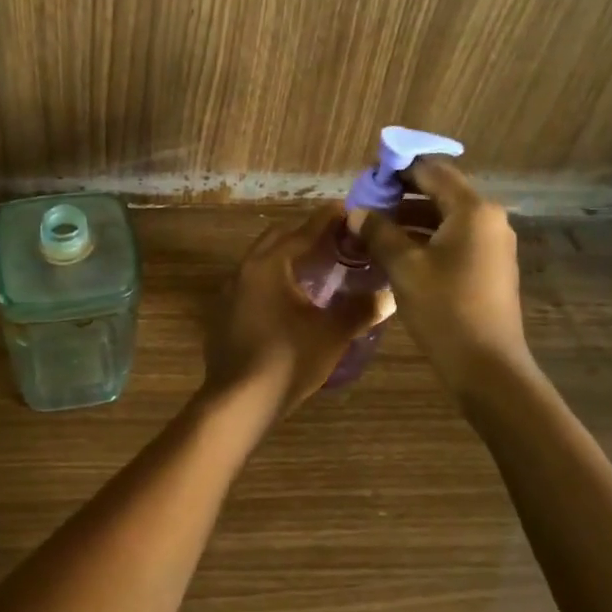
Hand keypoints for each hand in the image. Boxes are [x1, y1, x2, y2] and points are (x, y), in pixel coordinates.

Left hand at [203, 206, 384, 418]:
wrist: (238, 402)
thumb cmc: (287, 359)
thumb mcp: (332, 334)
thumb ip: (361, 309)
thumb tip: (388, 294)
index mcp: (268, 265)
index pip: (302, 232)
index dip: (327, 220)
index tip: (346, 209)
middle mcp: (244, 270)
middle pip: (277, 241)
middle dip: (305, 236)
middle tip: (335, 240)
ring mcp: (229, 294)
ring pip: (262, 263)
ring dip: (287, 259)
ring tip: (317, 269)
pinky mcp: (223, 315)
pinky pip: (252, 286)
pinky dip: (273, 282)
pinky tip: (290, 302)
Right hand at [358, 157, 528, 378]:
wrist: (488, 368)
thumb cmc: (445, 309)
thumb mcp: (404, 267)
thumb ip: (378, 232)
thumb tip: (355, 212)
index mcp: (472, 209)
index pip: (431, 170)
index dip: (398, 169)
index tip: (367, 177)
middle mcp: (488, 218)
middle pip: (440, 191)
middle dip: (401, 194)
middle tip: (366, 203)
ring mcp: (492, 243)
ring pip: (445, 216)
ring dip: (410, 218)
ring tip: (374, 228)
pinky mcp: (489, 266)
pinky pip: (453, 238)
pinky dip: (425, 237)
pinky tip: (396, 251)